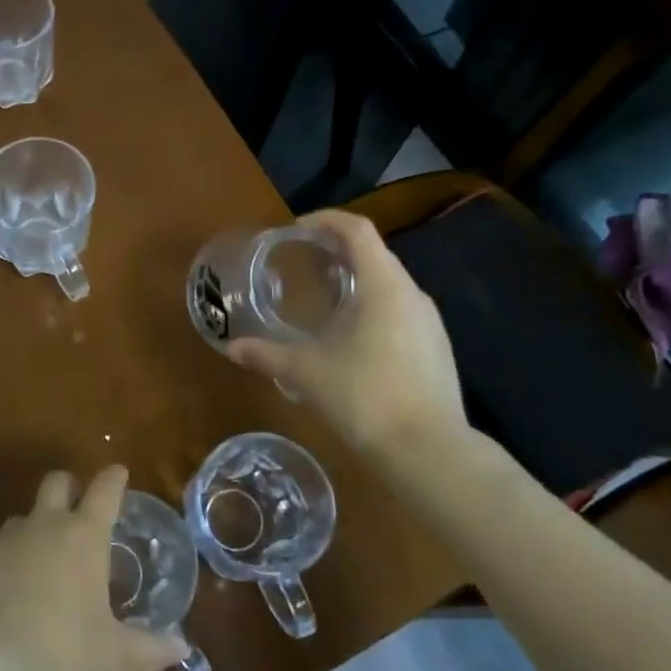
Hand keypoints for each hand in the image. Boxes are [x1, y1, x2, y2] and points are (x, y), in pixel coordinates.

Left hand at [0, 466, 187, 670]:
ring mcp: (6, 535)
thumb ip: (150, 648)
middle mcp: (45, 523)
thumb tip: (183, 649)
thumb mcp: (112, 654)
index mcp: (84, 535)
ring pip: (24, 516)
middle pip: (57, 481)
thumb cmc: (62, 650)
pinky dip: (3, 560)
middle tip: (76, 508)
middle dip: (69, 487)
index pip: (105, 490)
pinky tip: (4, 591)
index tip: (118, 473)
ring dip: (35, 530)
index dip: (114, 478)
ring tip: (39, 566)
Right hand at [228, 210, 481, 484]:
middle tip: (303, 261)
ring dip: (356, 280)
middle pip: (374, 253)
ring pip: (389, 283)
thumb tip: (233, 348)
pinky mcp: (437, 347)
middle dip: (337, 250)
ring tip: (323, 298)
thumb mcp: (306, 373)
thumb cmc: (365, 397)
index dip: (326, 220)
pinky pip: (400, 309)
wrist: (430, 451)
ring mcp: (430, 322)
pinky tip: (352, 336)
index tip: (296, 229)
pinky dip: (373, 306)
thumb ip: (267, 355)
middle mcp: (412, 294)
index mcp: (383, 285)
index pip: (357, 230)